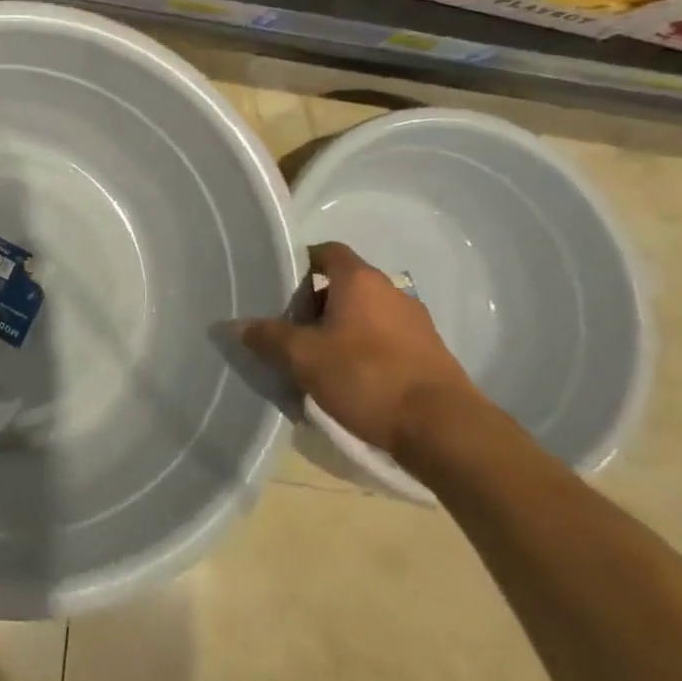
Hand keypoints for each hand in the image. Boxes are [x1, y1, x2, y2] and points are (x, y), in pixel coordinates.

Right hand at [241, 241, 478, 459]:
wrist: (445, 429)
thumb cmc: (366, 376)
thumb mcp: (303, 357)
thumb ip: (267, 337)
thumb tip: (236, 325)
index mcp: (360, 280)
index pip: (326, 251)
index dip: (300, 262)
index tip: (277, 283)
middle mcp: (391, 292)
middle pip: (343, 284)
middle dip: (314, 302)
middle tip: (288, 326)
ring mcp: (416, 324)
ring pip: (364, 314)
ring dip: (339, 328)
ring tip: (314, 356)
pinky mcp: (429, 355)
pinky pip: (385, 340)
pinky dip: (363, 349)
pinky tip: (348, 378)